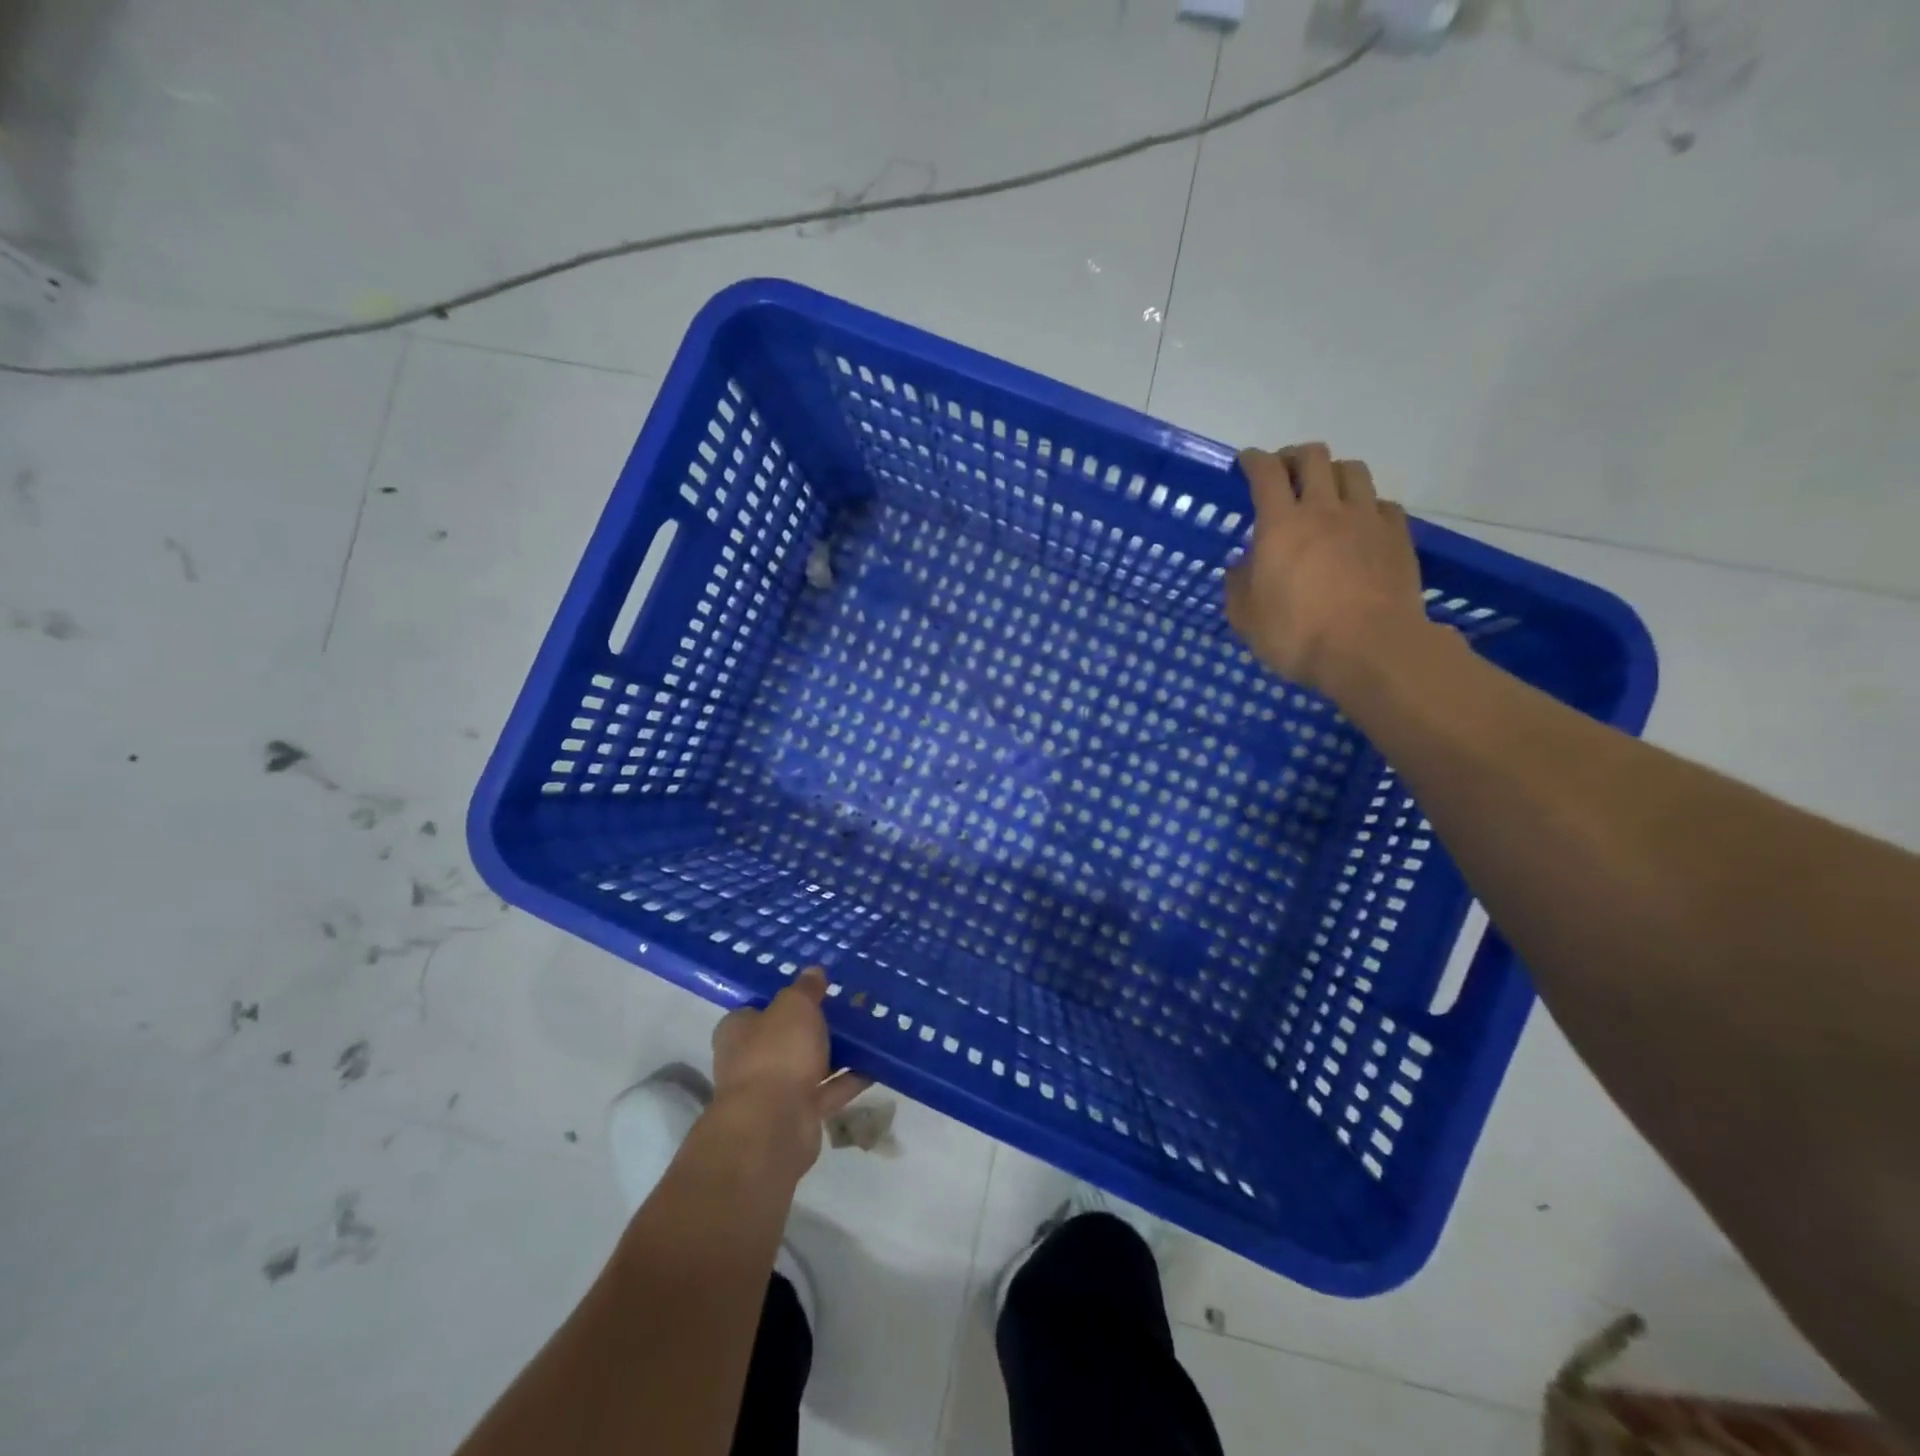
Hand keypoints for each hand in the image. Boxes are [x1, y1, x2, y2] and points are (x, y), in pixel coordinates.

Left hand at [709, 967, 870, 1177]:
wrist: (772, 1126)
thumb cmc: (776, 1053)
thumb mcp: (794, 1006)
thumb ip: (805, 989)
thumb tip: (813, 971)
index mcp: (738, 1030)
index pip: (760, 1008)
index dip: (786, 998)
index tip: (817, 988)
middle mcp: (751, 1060)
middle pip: (787, 1037)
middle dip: (815, 1026)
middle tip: (849, 1007)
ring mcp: (774, 1091)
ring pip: (809, 1064)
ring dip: (835, 1053)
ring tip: (869, 1032)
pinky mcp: (798, 1115)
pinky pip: (828, 1091)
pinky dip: (849, 1080)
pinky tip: (876, 1065)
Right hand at [1223, 444, 1428, 695]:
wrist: (1371, 649)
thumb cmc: (1297, 635)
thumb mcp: (1247, 619)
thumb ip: (1239, 585)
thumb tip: (1241, 566)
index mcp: (1281, 525)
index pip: (1266, 473)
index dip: (1253, 460)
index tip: (1245, 461)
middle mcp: (1324, 509)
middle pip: (1313, 458)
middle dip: (1294, 457)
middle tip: (1284, 472)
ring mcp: (1366, 519)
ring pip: (1352, 471)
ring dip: (1333, 473)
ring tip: (1325, 491)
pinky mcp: (1398, 536)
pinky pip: (1383, 503)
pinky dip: (1367, 505)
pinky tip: (1361, 523)